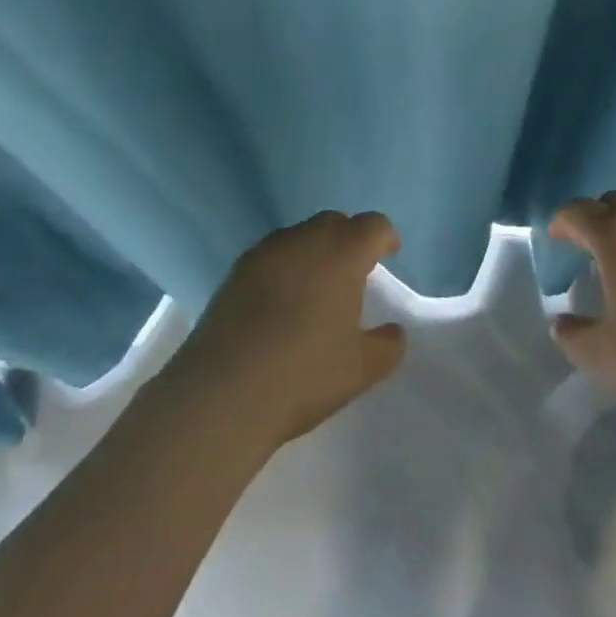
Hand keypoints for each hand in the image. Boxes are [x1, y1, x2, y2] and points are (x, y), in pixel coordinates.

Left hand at [170, 210, 407, 447]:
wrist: (222, 394)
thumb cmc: (303, 375)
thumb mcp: (361, 369)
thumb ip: (387, 345)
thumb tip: (393, 332)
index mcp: (344, 252)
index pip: (374, 225)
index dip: (385, 237)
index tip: (388, 255)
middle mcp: (306, 239)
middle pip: (335, 223)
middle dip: (348, 240)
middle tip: (352, 272)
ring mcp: (267, 251)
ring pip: (300, 236)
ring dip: (314, 251)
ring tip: (314, 288)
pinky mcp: (236, 271)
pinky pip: (271, 255)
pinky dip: (283, 267)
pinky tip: (279, 302)